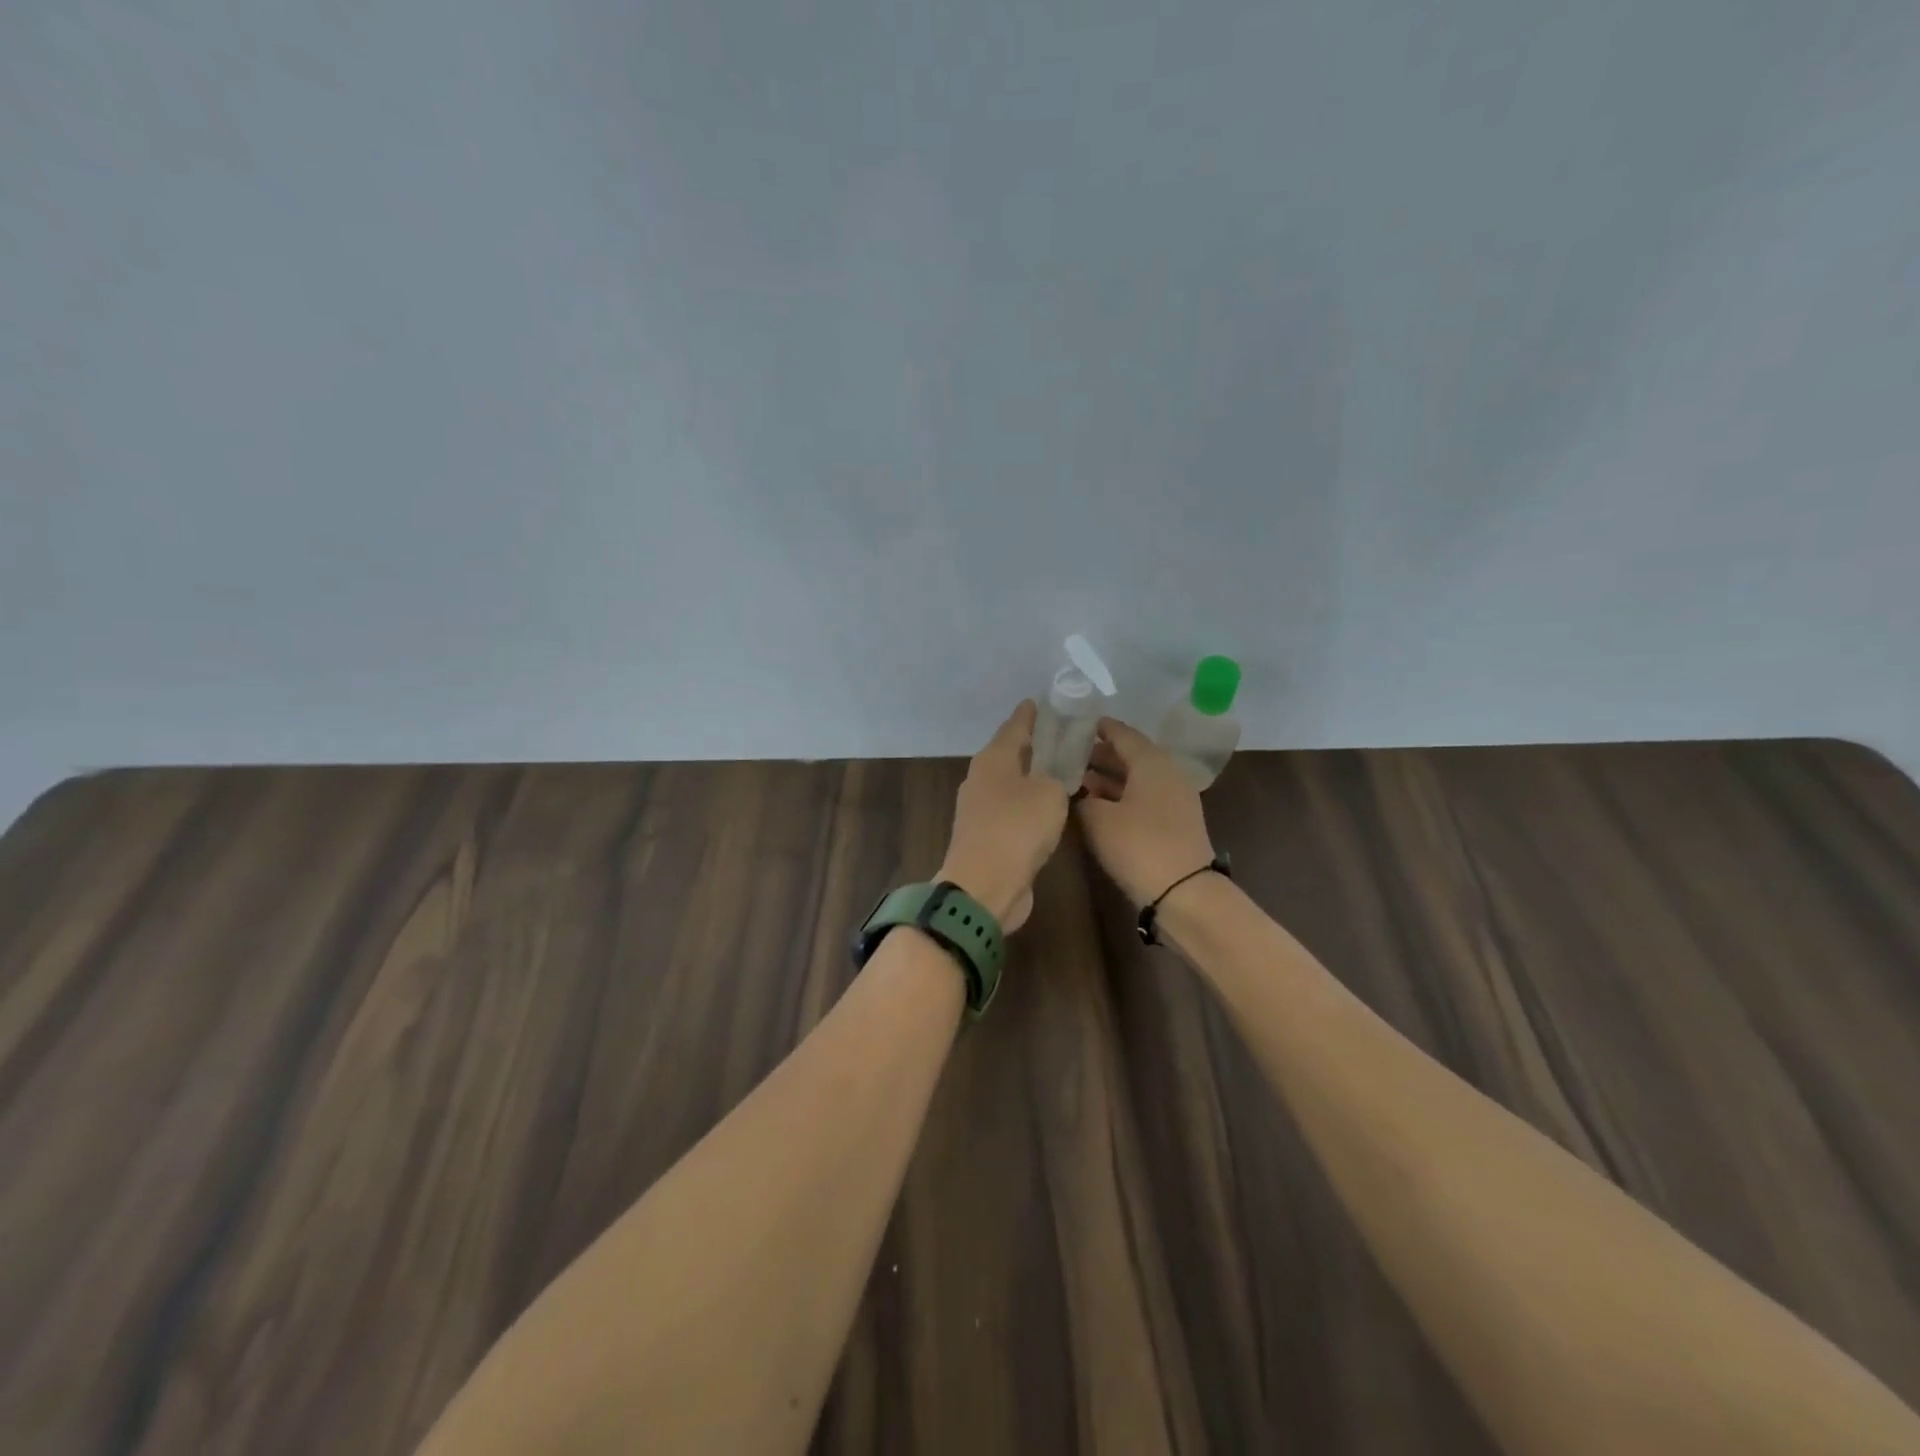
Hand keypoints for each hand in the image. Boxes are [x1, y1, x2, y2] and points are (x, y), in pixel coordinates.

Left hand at [939, 701, 1069, 933]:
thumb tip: (1048, 778)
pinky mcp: (985, 837)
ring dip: (1031, 777)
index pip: (1014, 726)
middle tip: (1062, 737)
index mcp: (993, 760)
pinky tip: (1047, 809)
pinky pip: (1012, 810)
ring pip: (1010, 784)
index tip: (1041, 701)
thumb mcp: (1049, 793)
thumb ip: (1054, 777)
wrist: (984, 887)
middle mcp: (981, 779)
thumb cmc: (1017, 829)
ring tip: (1061, 772)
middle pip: (1010, 754)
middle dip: (1033, 745)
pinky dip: (1028, 805)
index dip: (1030, 714)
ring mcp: (979, 810)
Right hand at [1075, 718, 1217, 906]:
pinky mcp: (1174, 823)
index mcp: (1151, 763)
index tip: (1078, 724)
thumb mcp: (1098, 819)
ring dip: (1110, 777)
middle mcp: (1167, 774)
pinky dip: (1121, 796)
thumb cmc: (1138, 845)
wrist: (1183, 891)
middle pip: (1132, 756)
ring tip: (1078, 780)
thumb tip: (1081, 794)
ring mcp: (1174, 799)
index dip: (1100, 729)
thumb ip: (1084, 800)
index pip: (1123, 735)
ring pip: (1137, 778)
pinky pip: (1144, 797)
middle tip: (1071, 755)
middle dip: (1101, 755)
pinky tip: (1098, 805)